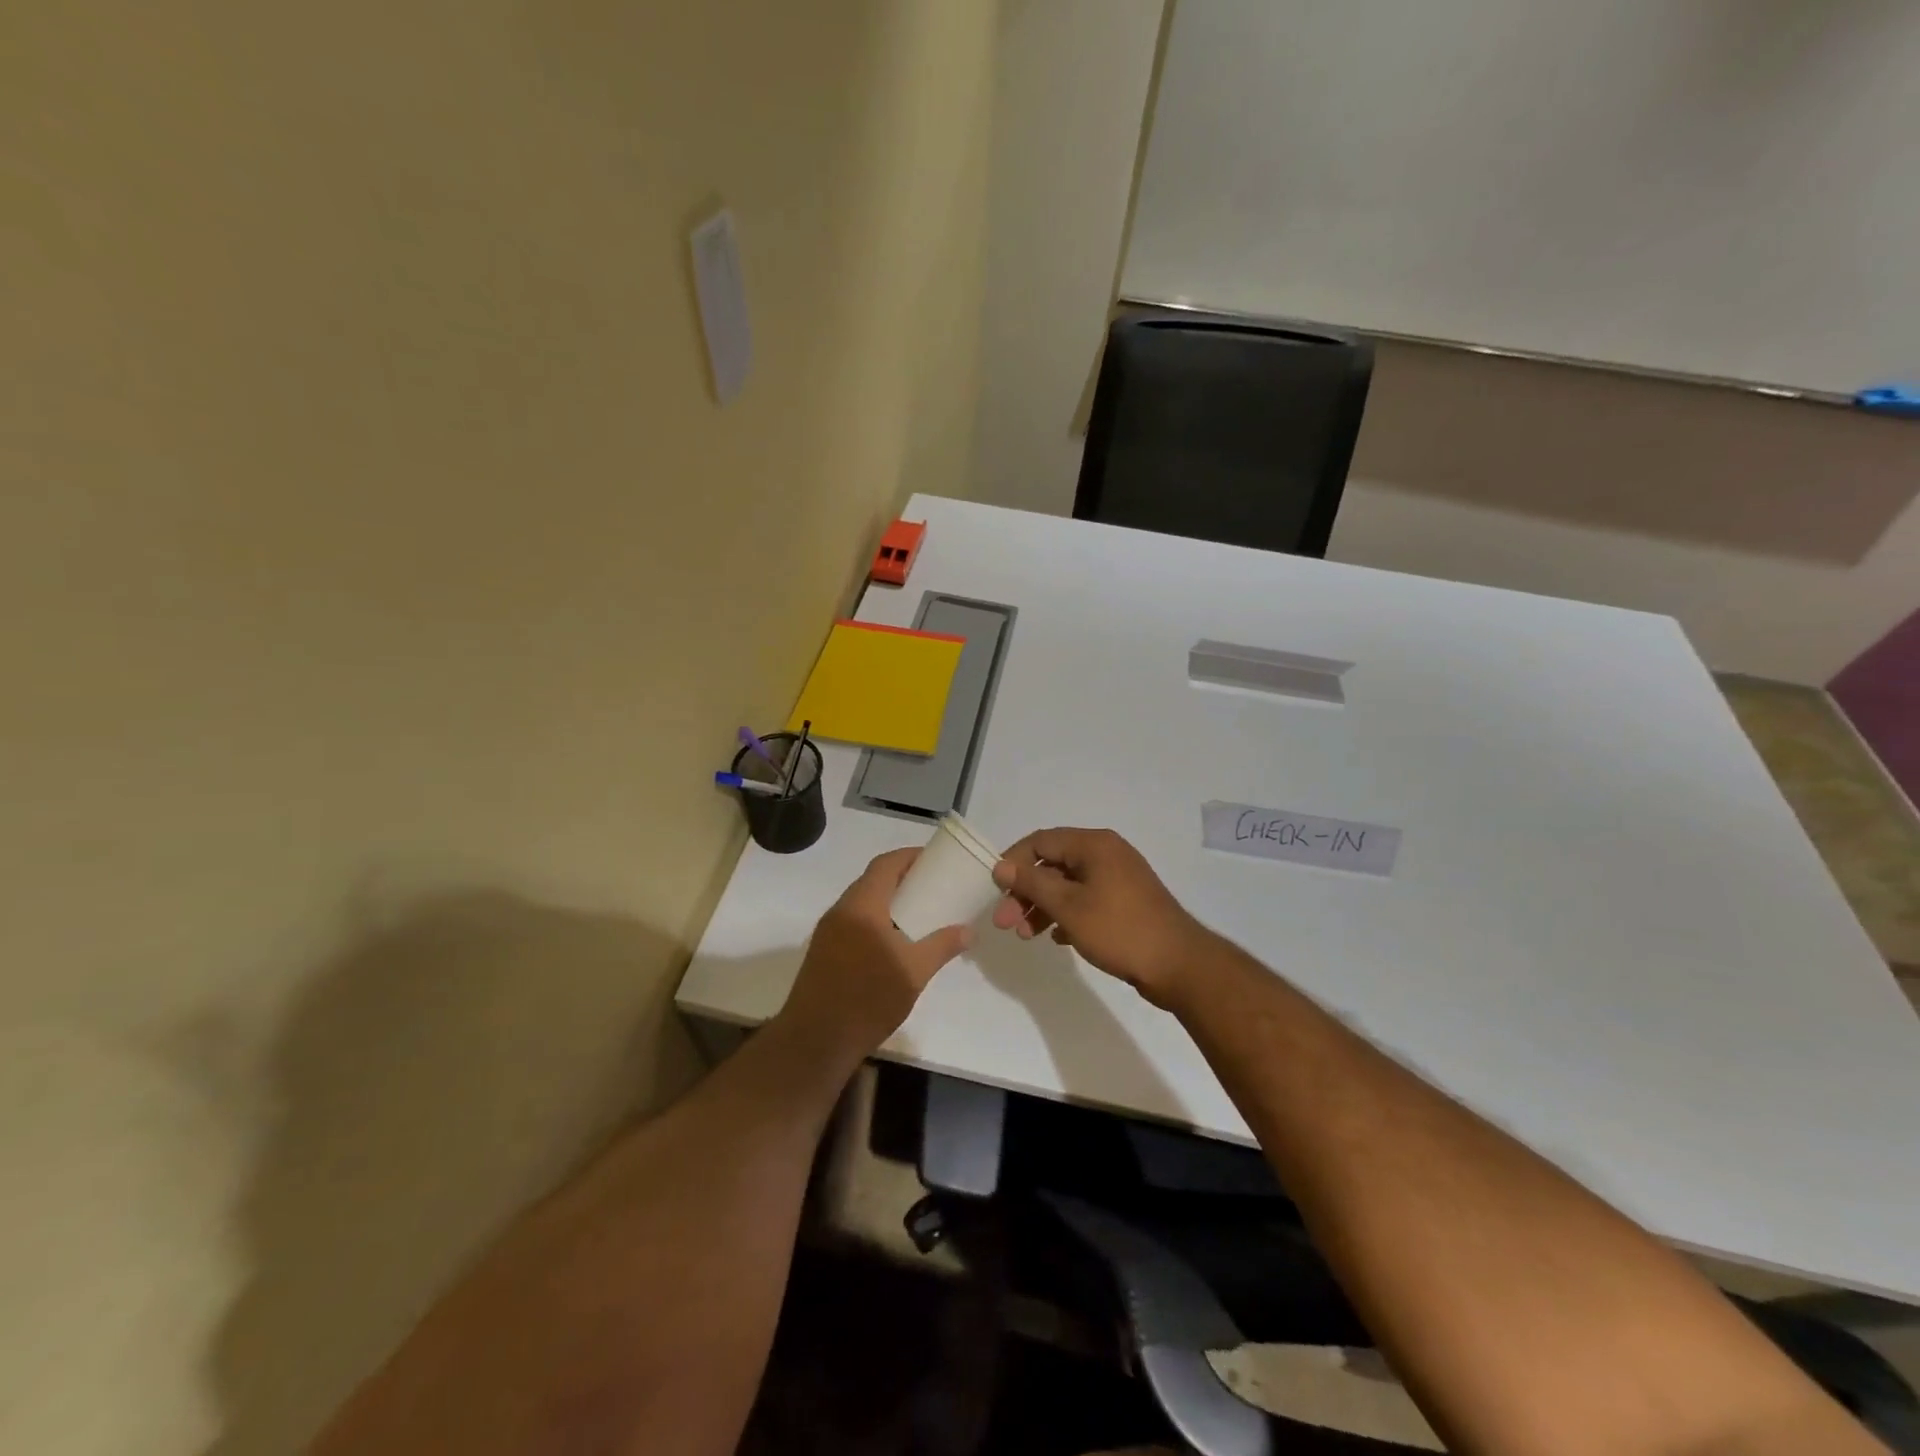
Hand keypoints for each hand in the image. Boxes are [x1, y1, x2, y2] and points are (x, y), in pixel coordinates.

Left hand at [780, 848, 972, 1061]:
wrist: (815, 1041)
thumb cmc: (868, 1000)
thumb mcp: (914, 973)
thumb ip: (942, 946)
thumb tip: (968, 931)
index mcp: (862, 906)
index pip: (885, 864)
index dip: (909, 856)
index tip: (934, 860)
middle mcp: (841, 910)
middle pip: (872, 880)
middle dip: (902, 878)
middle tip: (932, 886)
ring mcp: (827, 931)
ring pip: (861, 902)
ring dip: (887, 900)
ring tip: (917, 912)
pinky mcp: (823, 951)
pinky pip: (853, 921)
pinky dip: (875, 919)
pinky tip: (893, 941)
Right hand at [991, 828, 1212, 1010]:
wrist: (1178, 965)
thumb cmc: (1119, 929)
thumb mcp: (1068, 906)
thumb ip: (1032, 883)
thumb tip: (1001, 866)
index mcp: (1094, 844)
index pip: (1040, 841)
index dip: (1013, 863)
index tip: (996, 892)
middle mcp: (1106, 854)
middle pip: (1052, 864)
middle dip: (1025, 892)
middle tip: (1006, 924)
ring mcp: (1118, 878)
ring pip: (1067, 885)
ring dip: (1043, 907)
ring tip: (1026, 936)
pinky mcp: (1125, 902)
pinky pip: (1085, 900)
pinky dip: (1066, 915)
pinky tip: (1056, 939)